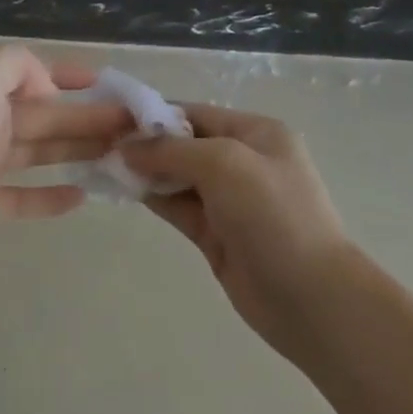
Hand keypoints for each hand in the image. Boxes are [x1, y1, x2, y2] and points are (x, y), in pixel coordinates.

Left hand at [0, 46, 132, 270]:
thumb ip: (18, 66)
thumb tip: (45, 88)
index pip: (32, 73)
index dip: (68, 75)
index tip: (108, 81)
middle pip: (44, 115)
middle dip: (87, 116)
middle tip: (134, 126)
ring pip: (38, 152)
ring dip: (76, 150)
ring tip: (120, 155)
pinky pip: (21, 197)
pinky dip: (49, 197)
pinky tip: (83, 197)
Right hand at [120, 104, 349, 361]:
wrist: (313, 300)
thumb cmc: (274, 216)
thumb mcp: (224, 165)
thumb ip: (172, 150)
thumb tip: (126, 147)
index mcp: (256, 133)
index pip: (196, 113)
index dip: (155, 113)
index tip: (112, 117)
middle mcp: (242, 161)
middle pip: (184, 143)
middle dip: (146, 142)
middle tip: (99, 142)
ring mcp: (229, 201)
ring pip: (177, 176)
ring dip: (145, 170)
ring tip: (102, 163)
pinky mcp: (216, 235)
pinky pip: (177, 206)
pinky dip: (152, 196)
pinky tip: (123, 189)